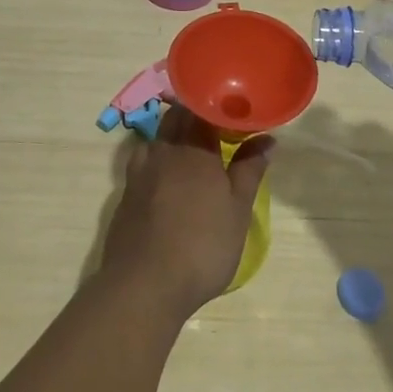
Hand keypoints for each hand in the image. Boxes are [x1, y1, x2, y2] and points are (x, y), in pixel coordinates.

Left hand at [99, 106, 273, 316]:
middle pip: (177, 117)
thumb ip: (250, 169)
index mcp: (194, 148)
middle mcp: (164, 150)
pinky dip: (157, 158)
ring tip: (192, 149)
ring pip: (157, 136)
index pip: (204, 110)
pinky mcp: (126, 192)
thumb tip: (266, 139)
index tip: (235, 113)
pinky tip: (166, 176)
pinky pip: (143, 160)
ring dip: (174, 134)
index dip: (219, 107)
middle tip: (217, 128)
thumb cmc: (202, 245)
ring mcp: (140, 170)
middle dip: (196, 116)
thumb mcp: (238, 210)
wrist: (145, 284)